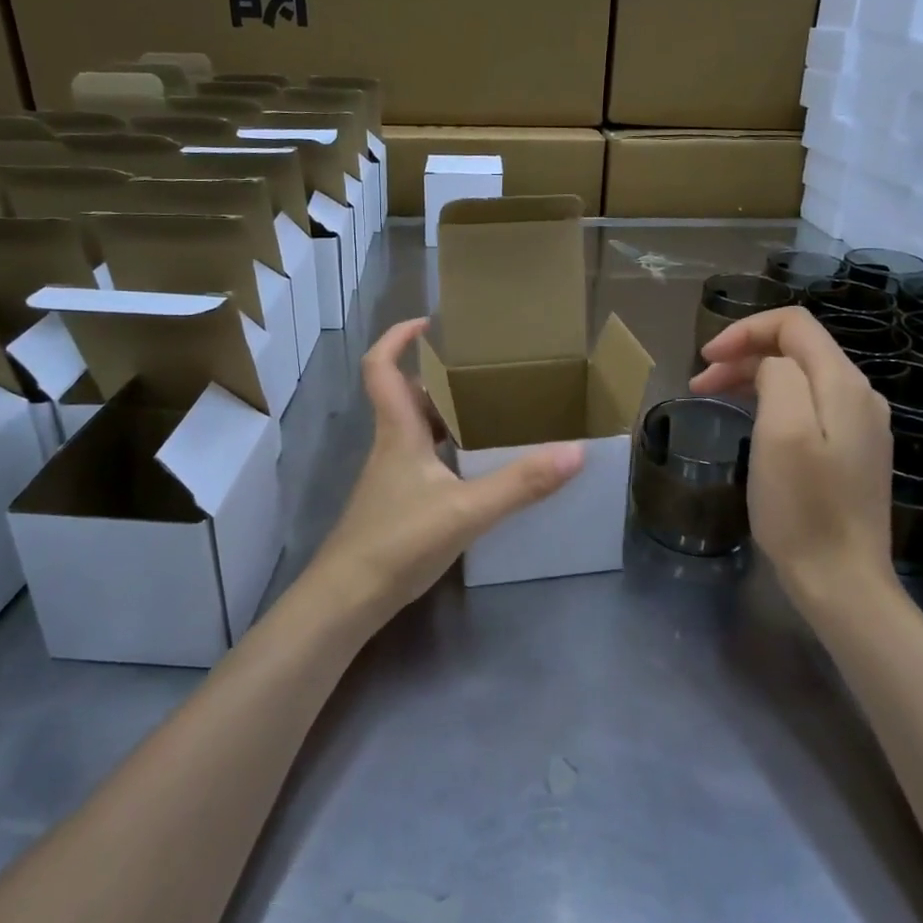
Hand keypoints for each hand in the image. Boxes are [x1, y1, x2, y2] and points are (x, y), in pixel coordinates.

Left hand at [311, 317, 585, 619]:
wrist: (346, 599)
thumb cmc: (398, 541)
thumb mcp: (466, 510)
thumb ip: (521, 483)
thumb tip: (575, 451)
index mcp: (397, 431)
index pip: (380, 367)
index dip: (397, 338)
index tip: (429, 323)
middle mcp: (390, 446)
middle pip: (406, 397)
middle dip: (439, 379)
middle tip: (483, 374)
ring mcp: (390, 478)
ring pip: (416, 431)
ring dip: (446, 417)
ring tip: (490, 415)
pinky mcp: (396, 505)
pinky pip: (423, 462)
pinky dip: (447, 454)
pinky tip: (477, 471)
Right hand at [689, 306, 894, 605]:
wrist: (842, 582)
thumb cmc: (803, 508)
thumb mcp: (781, 432)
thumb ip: (777, 377)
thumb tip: (770, 368)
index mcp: (843, 384)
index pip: (794, 324)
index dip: (745, 331)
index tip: (705, 359)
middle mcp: (859, 396)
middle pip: (796, 349)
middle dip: (743, 354)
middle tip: (699, 382)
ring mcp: (859, 427)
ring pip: (799, 378)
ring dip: (752, 377)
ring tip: (712, 396)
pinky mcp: (851, 453)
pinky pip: (807, 406)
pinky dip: (770, 401)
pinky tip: (749, 421)